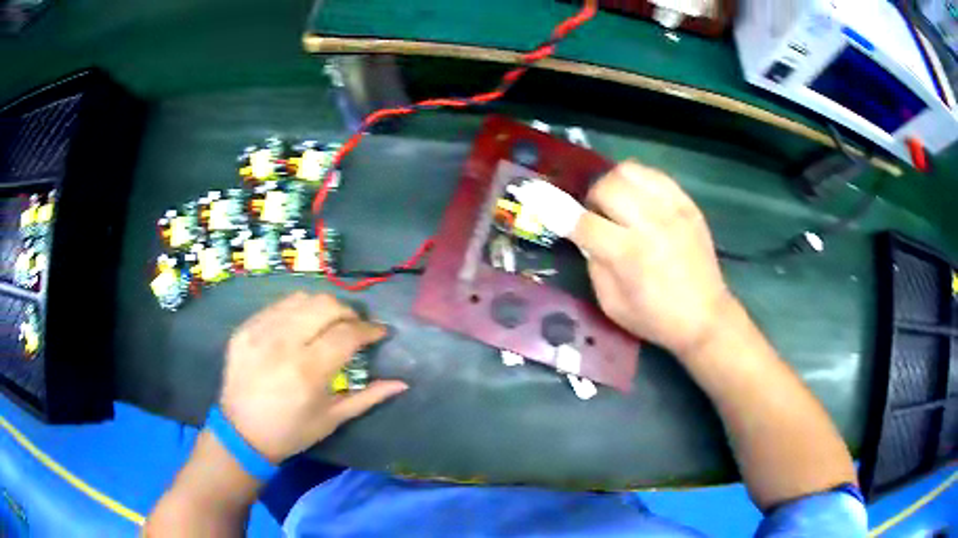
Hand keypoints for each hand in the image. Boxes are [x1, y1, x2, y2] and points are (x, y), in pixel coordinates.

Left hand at [219, 292, 407, 462]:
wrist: (240, 434)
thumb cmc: (291, 432)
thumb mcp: (332, 419)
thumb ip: (368, 397)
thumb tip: (402, 383)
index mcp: (308, 371)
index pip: (347, 333)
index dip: (370, 329)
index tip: (380, 332)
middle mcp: (283, 343)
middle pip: (325, 305)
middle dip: (348, 312)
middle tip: (355, 327)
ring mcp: (259, 332)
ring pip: (301, 299)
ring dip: (322, 307)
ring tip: (328, 323)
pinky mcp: (244, 329)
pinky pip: (277, 306)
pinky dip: (296, 311)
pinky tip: (300, 326)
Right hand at [568, 161, 732, 355]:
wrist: (705, 316)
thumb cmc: (655, 318)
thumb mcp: (612, 304)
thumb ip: (593, 264)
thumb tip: (584, 234)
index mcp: (628, 255)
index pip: (582, 221)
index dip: (555, 210)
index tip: (538, 198)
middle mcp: (650, 224)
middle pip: (606, 187)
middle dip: (592, 200)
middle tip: (599, 218)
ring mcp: (672, 210)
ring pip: (629, 171)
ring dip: (614, 185)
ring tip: (620, 205)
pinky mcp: (688, 204)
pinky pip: (655, 174)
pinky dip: (639, 182)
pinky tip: (641, 200)